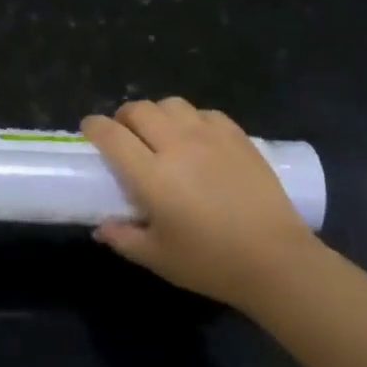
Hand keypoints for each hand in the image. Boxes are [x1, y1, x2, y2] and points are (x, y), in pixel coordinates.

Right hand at [84, 97, 315, 308]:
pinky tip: (196, 138)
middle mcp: (176, 145)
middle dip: (123, 117)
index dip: (94, 127)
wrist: (277, 261)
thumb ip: (123, 238)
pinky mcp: (237, 137)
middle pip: (139, 110)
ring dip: (157, 114)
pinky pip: (204, 113)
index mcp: (151, 175)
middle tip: (125, 135)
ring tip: (160, 133)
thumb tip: (101, 228)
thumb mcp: (158, 258)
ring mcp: (209, 137)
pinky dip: (191, 119)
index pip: (111, 134)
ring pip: (171, 104)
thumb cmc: (211, 262)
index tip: (89, 130)